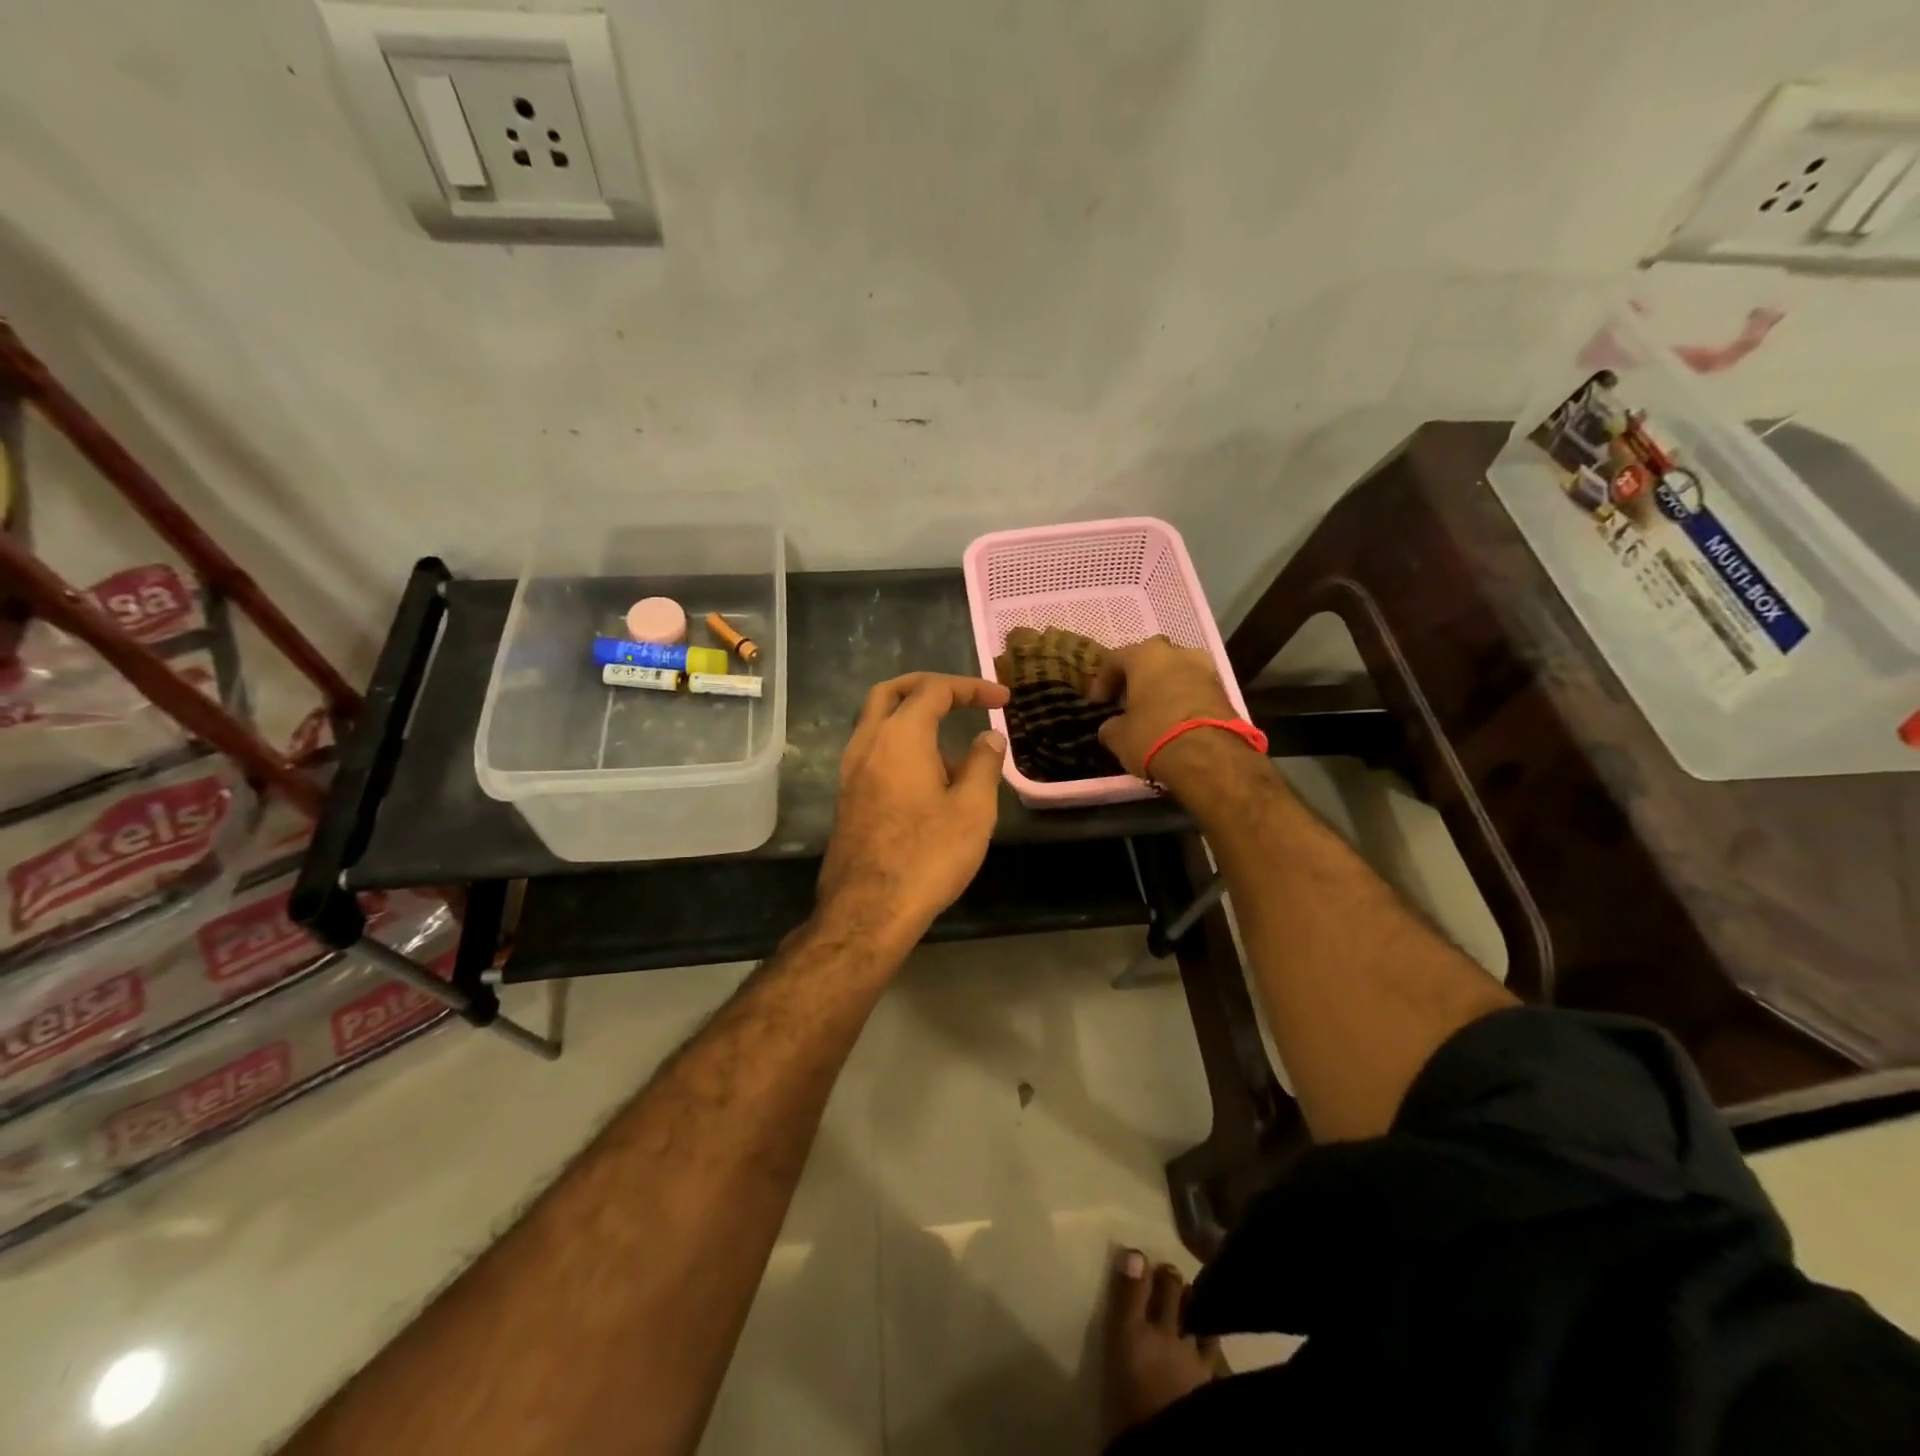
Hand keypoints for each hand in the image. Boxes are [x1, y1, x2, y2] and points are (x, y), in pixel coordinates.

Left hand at [816, 673, 1009, 951]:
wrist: (867, 910)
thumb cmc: (927, 856)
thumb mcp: (973, 810)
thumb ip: (983, 765)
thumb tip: (988, 738)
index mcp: (899, 737)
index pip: (934, 690)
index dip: (970, 687)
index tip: (1002, 699)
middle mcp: (867, 744)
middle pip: (891, 692)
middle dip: (928, 686)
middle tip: (962, 696)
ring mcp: (850, 771)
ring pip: (877, 722)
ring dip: (913, 718)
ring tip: (954, 747)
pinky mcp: (847, 798)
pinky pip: (874, 752)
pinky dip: (900, 745)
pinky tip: (929, 778)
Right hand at [1088, 637, 1241, 779]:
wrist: (1210, 756)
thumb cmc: (1153, 735)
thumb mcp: (1118, 736)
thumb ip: (1111, 725)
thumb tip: (1113, 726)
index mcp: (1146, 655)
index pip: (1115, 659)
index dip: (1102, 681)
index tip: (1097, 702)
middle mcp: (1177, 653)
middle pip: (1150, 660)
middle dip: (1137, 678)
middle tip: (1127, 700)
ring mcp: (1205, 669)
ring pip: (1176, 673)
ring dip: (1163, 687)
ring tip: (1153, 711)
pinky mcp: (1224, 690)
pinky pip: (1194, 689)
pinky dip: (1182, 700)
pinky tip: (1174, 720)